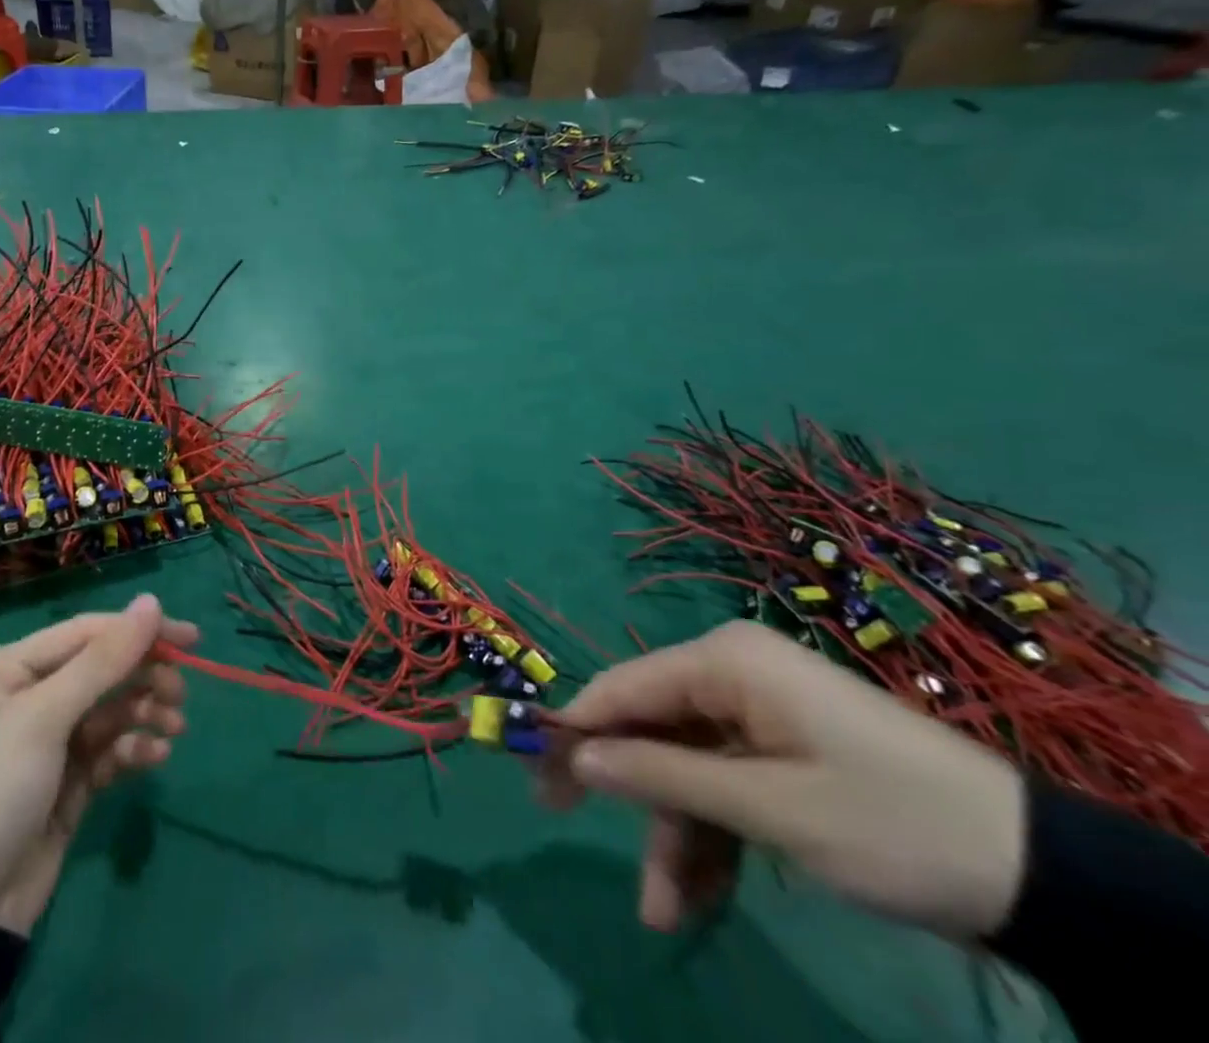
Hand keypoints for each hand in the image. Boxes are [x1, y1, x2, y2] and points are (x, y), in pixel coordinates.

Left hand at [0, 593, 195, 935]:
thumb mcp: (42, 719)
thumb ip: (103, 660)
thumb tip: (151, 600)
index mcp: (9, 668)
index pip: (86, 633)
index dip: (138, 631)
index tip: (190, 638)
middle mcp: (29, 696)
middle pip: (102, 670)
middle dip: (144, 676)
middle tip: (180, 693)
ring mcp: (49, 742)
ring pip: (112, 709)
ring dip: (145, 712)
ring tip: (173, 727)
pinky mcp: (68, 782)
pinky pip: (111, 750)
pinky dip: (134, 749)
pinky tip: (156, 757)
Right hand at [537, 620, 1025, 940]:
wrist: (1041, 876)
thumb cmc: (891, 822)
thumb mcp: (770, 808)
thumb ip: (663, 775)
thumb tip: (576, 755)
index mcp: (723, 660)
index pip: (623, 687)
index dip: (575, 728)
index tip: (532, 769)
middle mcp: (730, 673)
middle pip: (649, 727)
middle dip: (622, 789)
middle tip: (558, 819)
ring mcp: (757, 714)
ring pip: (684, 767)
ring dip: (671, 835)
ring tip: (662, 912)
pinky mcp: (780, 752)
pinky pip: (723, 786)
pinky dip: (710, 839)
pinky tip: (697, 898)